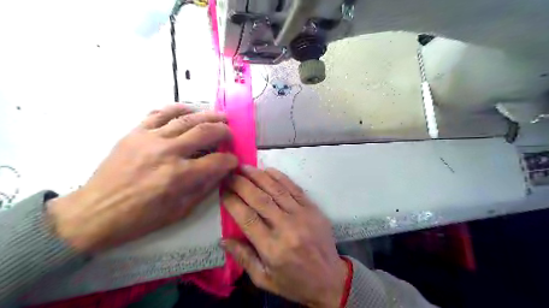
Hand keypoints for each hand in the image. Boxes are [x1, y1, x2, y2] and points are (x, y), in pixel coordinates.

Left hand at [47, 105, 235, 251]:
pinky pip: (160, 113)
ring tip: (220, 116)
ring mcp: (150, 138)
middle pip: (206, 132)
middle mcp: (168, 152)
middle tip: (231, 134)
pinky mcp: (135, 132)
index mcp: (180, 176)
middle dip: (225, 131)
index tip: (233, 160)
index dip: (230, 160)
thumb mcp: (180, 210)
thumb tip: (222, 171)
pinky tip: (189, 110)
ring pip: (186, 118)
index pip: (217, 161)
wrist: (95, 212)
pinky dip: (177, 109)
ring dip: (208, 115)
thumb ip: (205, 187)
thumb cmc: (141, 218)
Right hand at [221, 167, 343, 306]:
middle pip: (259, 199)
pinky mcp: (313, 209)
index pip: (247, 218)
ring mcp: (302, 215)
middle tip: (230, 173)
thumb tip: (223, 239)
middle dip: (242, 184)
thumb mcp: (264, 279)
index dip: (232, 202)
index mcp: (272, 248)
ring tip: (244, 167)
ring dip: (258, 176)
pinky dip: (280, 177)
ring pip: (276, 190)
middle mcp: (287, 227)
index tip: (222, 190)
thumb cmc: (294, 282)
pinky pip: (294, 188)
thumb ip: (243, 257)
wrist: (330, 279)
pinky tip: (268, 170)